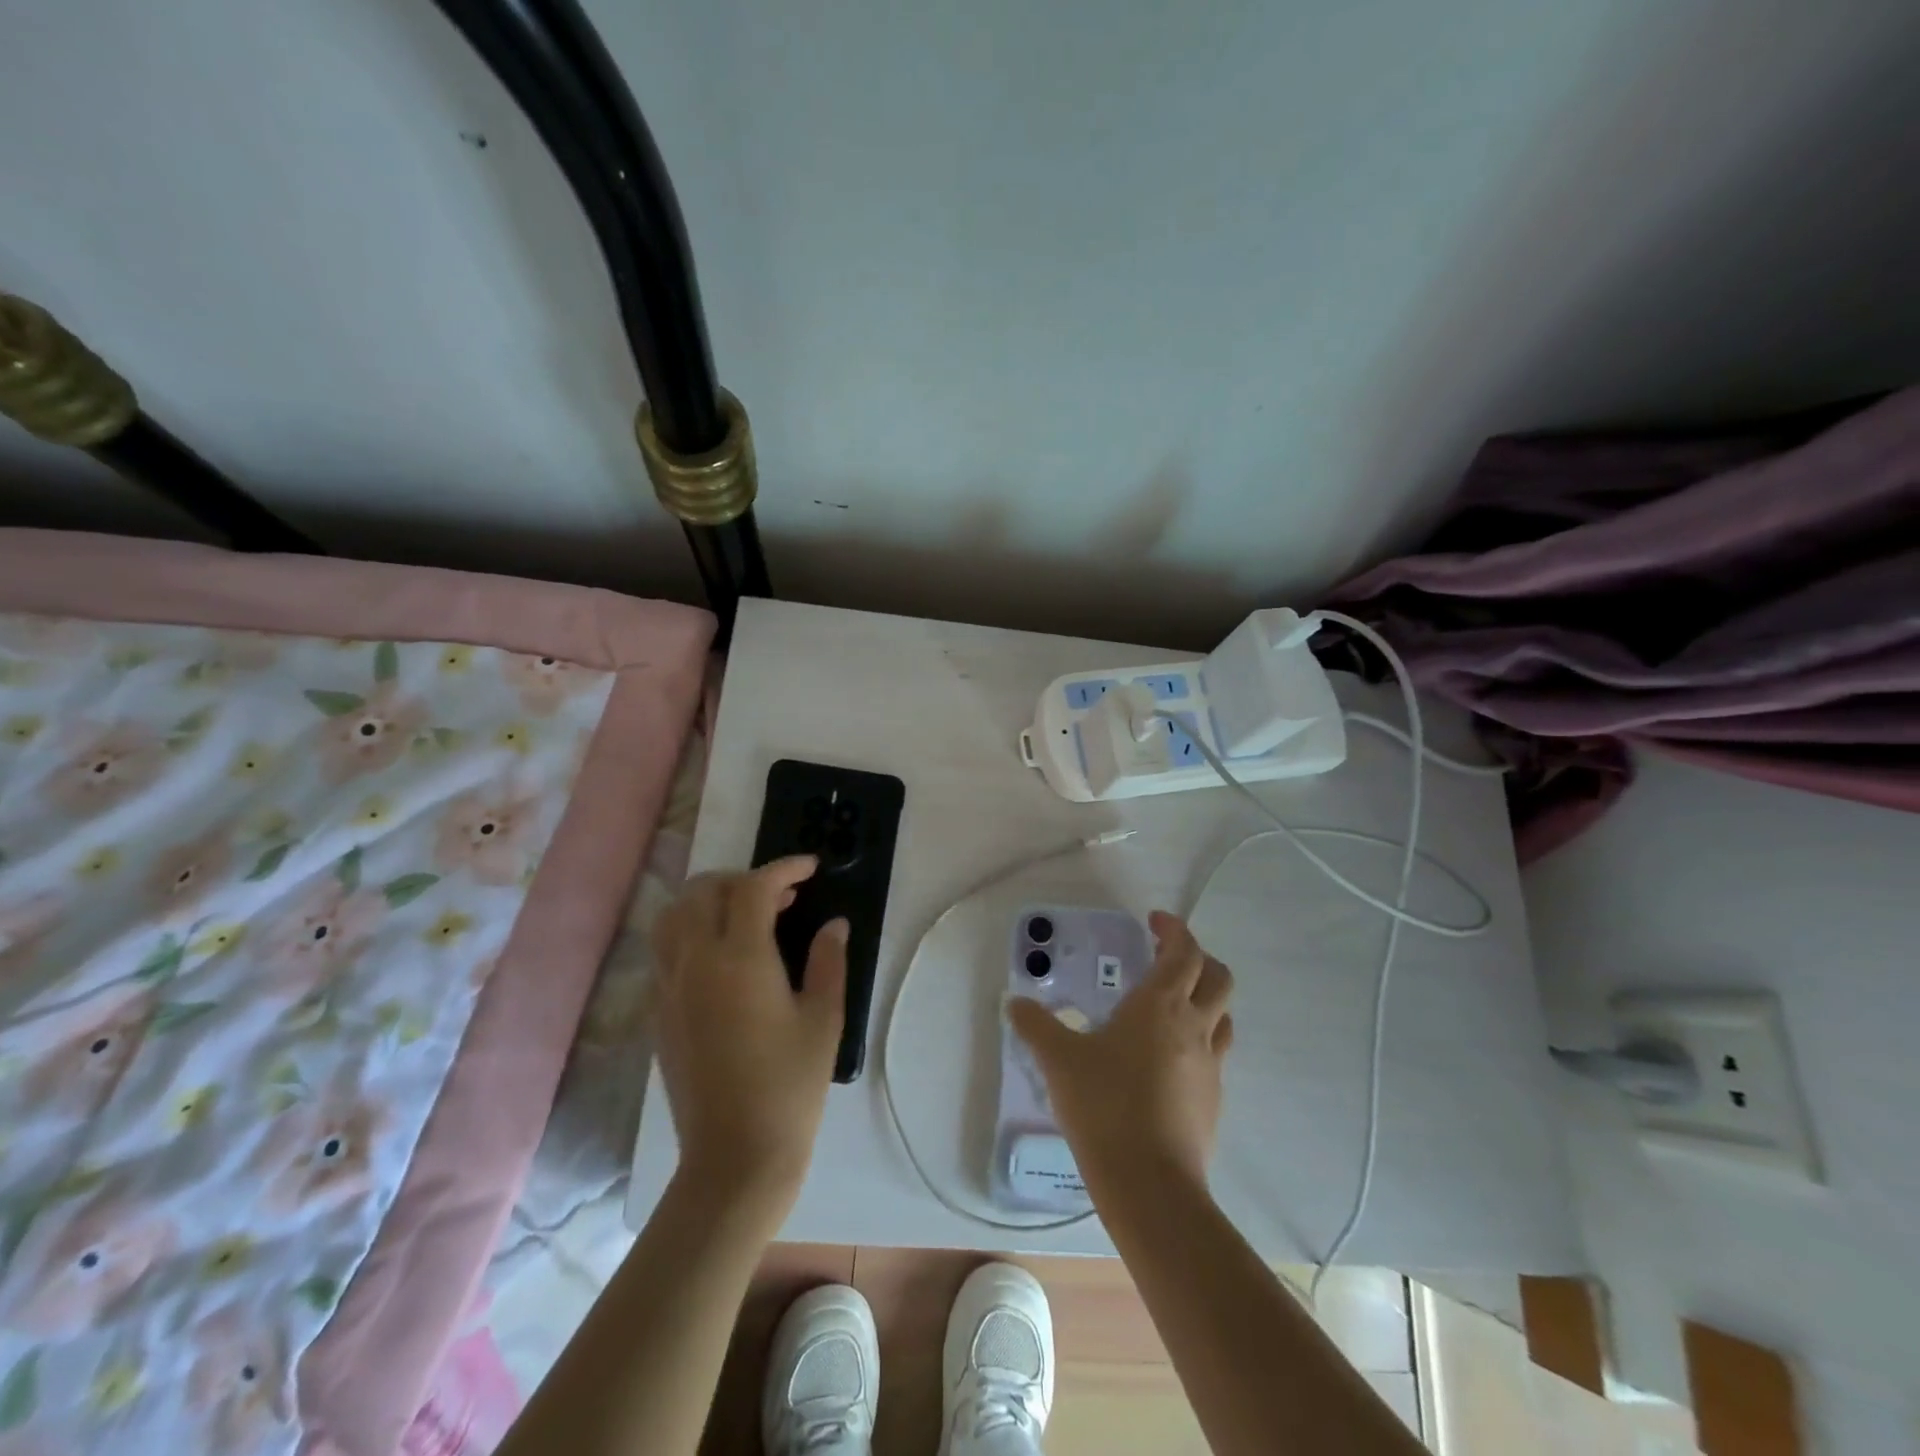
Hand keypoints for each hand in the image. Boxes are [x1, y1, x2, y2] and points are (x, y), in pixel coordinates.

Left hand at [649, 857, 846, 1216]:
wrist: (735, 1156)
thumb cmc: (790, 1086)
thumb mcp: (824, 1019)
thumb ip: (828, 962)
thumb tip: (833, 925)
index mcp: (738, 959)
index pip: (753, 888)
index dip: (784, 868)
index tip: (810, 868)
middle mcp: (695, 962)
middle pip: (703, 891)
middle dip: (743, 880)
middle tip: (782, 897)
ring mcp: (670, 987)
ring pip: (673, 916)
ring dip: (708, 900)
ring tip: (744, 917)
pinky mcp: (659, 1013)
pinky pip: (665, 949)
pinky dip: (691, 931)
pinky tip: (722, 957)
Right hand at [1008, 910, 1232, 1190]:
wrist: (1150, 1184)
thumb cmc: (1104, 1105)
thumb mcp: (1060, 1060)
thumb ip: (1036, 1026)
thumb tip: (1014, 1003)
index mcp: (1161, 1005)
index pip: (1184, 951)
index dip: (1174, 929)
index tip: (1154, 922)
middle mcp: (1194, 1026)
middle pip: (1218, 977)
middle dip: (1198, 958)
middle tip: (1167, 958)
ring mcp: (1211, 1065)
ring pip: (1223, 1015)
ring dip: (1205, 998)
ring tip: (1173, 1005)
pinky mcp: (1214, 1099)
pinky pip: (1215, 1053)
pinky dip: (1199, 1039)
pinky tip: (1168, 1059)